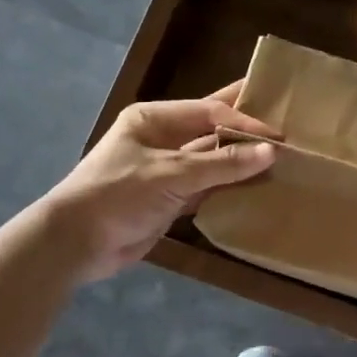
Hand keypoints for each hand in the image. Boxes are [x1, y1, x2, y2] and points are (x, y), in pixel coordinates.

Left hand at [43, 81, 277, 283]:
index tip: (277, 134)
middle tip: (282, 120)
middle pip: (210, 128)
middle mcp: (161, 138)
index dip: (244, 121)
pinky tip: (255, 186)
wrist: (74, 244)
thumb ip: (223, 164)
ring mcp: (165, 170)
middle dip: (243, 126)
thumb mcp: (173, 174)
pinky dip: (228, 187)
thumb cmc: (118, 193)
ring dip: (239, 161)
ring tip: (279, 157)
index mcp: (154, 119)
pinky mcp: (168, 199)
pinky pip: (206, 187)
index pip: (209, 112)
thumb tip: (271, 152)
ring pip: (211, 159)